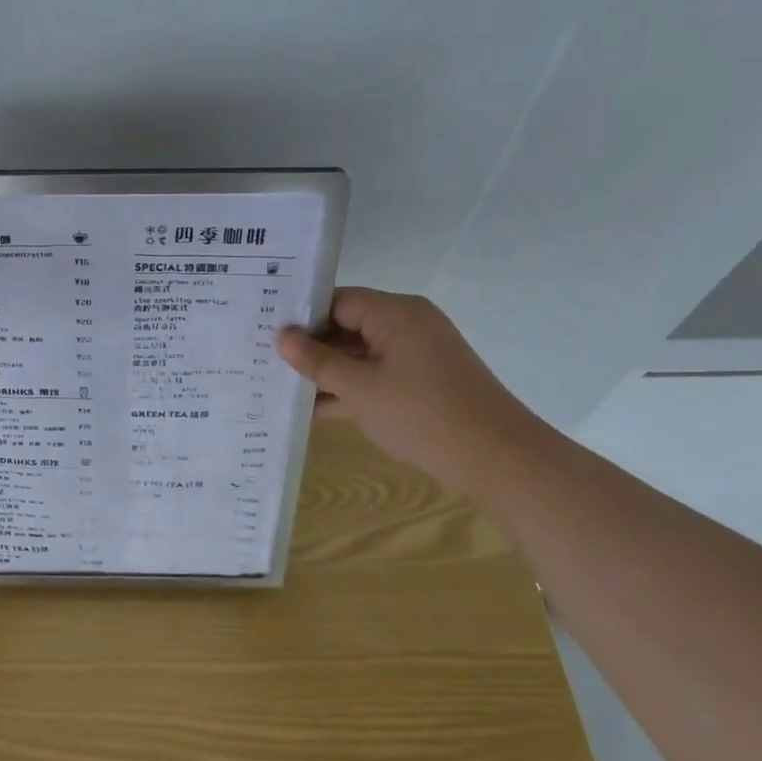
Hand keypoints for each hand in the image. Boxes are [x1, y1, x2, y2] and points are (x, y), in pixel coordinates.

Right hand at [277, 288, 544, 492]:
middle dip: (309, 346)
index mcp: (395, 313)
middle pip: (346, 326)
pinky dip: (349, 390)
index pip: (337, 301)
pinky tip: (311, 409)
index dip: (301, 316)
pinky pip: (374, 377)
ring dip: (326, 372)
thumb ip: (318, 362)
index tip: (264, 331)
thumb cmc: (424, 415)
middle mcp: (406, 326)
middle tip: (263, 358)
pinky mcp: (420, 383)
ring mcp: (415, 356)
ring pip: (358, 355)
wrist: (498, 459)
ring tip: (278, 384)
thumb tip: (282, 337)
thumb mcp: (361, 389)